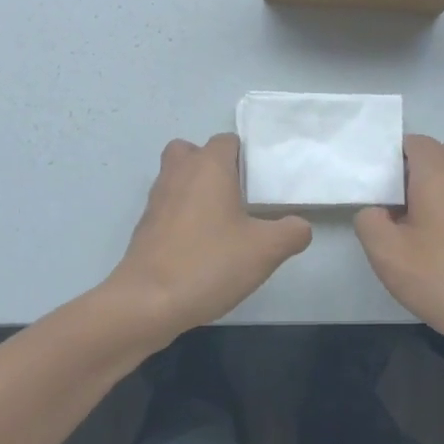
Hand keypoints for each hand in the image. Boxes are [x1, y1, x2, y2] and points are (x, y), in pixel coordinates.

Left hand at [107, 134, 312, 342]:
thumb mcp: (266, 251)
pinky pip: (167, 207)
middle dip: (213, 167)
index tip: (261, 184)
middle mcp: (179, 173)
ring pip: (177, 178)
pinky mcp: (144, 226)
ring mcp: (156, 199)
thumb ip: (292, 232)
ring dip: (196, 190)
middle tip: (236, 196)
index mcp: (208, 167)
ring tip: (221, 222)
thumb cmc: (210, 264)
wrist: (148, 301)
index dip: (245, 157)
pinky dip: (182, 216)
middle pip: (194, 152)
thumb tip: (299, 226)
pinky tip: (200, 246)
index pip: (227, 141)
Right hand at [354, 135, 443, 359]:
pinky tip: (441, 246)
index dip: (391, 155)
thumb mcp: (387, 254)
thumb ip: (369, 222)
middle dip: (413, 169)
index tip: (375, 183)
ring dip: (434, 190)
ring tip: (413, 226)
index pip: (415, 142)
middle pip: (440, 154)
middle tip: (392, 201)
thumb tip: (375, 211)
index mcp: (439, 175)